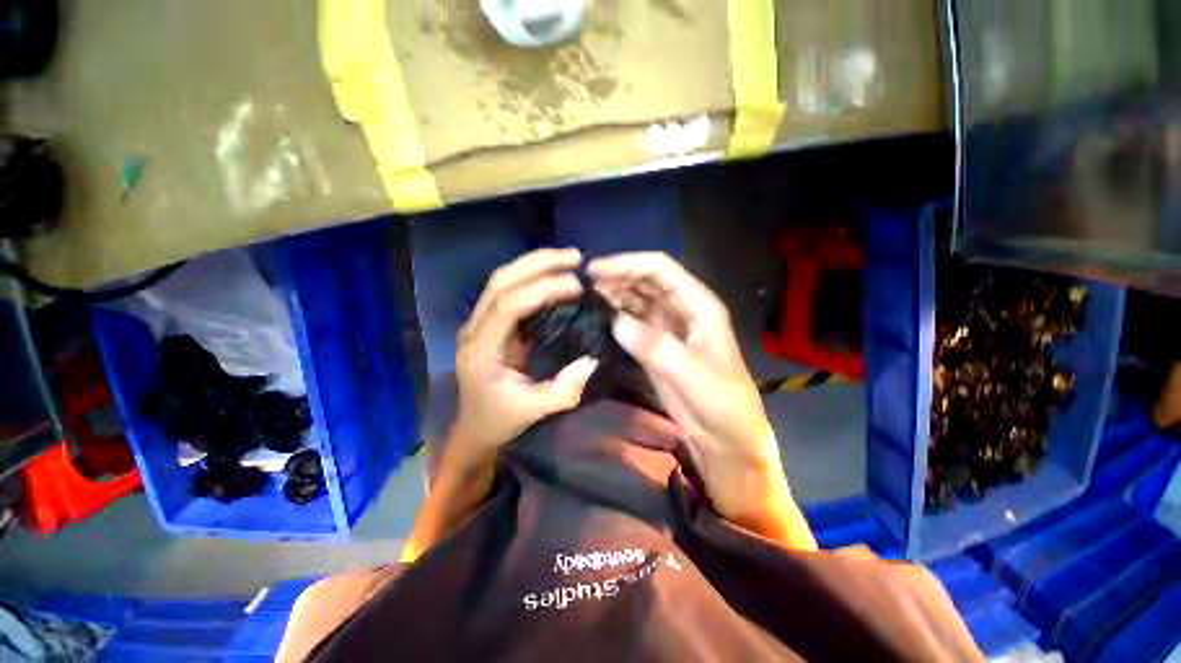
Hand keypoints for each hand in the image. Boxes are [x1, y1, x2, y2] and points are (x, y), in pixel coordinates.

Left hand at [450, 248, 599, 466]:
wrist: (474, 426)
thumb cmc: (501, 419)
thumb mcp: (536, 410)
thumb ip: (565, 389)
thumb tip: (592, 360)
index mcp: (481, 351)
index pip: (508, 306)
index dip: (542, 290)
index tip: (576, 285)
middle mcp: (474, 329)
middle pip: (500, 282)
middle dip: (538, 264)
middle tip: (575, 257)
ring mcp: (477, 322)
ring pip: (501, 280)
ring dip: (534, 264)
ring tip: (568, 258)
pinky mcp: (487, 322)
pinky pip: (507, 289)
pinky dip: (531, 276)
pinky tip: (552, 273)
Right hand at [588, 252, 787, 521]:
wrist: (725, 437)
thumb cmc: (719, 401)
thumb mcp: (689, 371)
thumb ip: (652, 344)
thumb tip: (614, 320)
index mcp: (699, 305)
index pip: (660, 269)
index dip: (628, 263)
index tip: (595, 269)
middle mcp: (682, 310)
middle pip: (645, 281)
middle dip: (616, 276)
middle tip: (583, 283)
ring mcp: (667, 328)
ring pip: (636, 300)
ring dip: (613, 294)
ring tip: (584, 295)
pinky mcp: (656, 346)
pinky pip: (632, 323)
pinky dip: (615, 317)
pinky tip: (597, 317)